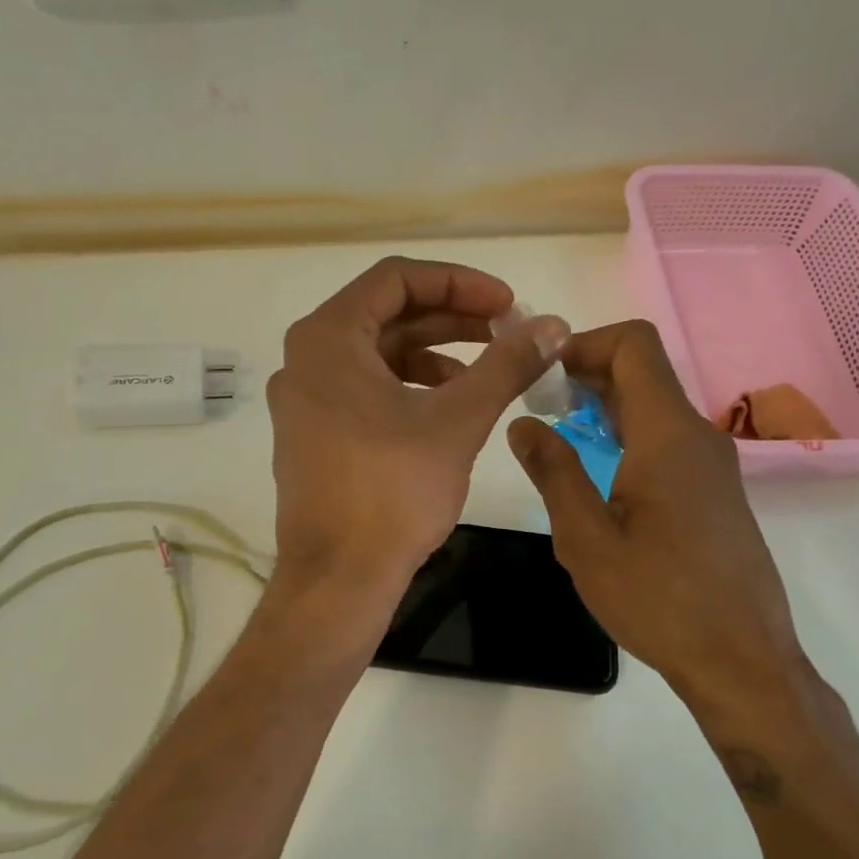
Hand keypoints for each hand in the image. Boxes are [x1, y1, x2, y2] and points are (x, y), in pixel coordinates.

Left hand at [268, 257, 567, 595]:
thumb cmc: (392, 492)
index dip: (459, 283)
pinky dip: (409, 388)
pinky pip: (364, 389)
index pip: (396, 279)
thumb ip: (506, 365)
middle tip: (506, 332)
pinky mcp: (313, 434)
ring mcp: (305, 400)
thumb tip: (553, 325)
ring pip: (377, 355)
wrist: (338, 579)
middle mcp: (306, 359)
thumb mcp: (457, 421)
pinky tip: (450, 407)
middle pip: (386, 315)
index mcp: (328, 339)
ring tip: (487, 371)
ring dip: (434, 354)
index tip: (507, 305)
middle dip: (451, 319)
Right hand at [507, 321, 814, 719]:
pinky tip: (598, 478)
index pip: (634, 344)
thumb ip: (553, 471)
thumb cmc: (658, 598)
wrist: (741, 660)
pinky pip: (667, 440)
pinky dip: (628, 437)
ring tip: (559, 441)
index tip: (543, 375)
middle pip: (643, 372)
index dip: (585, 343)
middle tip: (539, 409)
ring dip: (605, 410)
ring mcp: (712, 464)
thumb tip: (523, 424)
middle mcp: (697, 435)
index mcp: (667, 435)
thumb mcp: (585, 538)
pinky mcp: (716, 491)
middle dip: (587, 377)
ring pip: (655, 408)